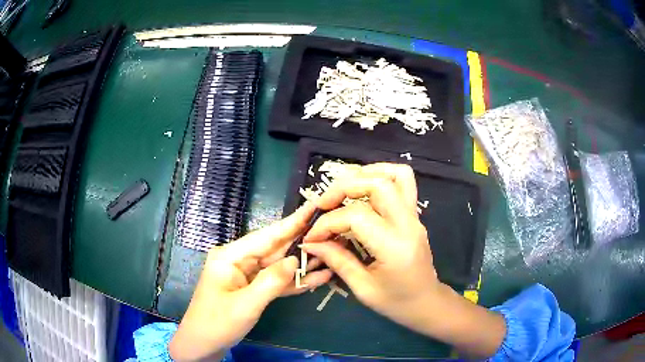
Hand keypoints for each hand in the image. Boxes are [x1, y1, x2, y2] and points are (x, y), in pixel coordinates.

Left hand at [169, 202, 332, 361]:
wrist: (203, 344)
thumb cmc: (217, 323)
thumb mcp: (246, 305)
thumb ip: (271, 281)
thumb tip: (295, 260)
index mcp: (231, 256)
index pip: (266, 236)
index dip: (291, 222)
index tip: (313, 207)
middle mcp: (239, 260)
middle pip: (275, 248)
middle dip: (301, 241)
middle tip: (330, 230)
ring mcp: (246, 274)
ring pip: (278, 265)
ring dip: (302, 263)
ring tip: (331, 253)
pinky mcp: (252, 288)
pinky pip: (275, 281)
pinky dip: (294, 281)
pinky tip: (317, 277)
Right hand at [302, 163, 504, 357]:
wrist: (426, 302)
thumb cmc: (395, 302)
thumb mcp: (362, 288)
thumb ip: (337, 260)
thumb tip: (311, 243)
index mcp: (394, 247)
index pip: (356, 216)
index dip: (327, 223)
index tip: (312, 237)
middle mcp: (408, 224)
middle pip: (377, 184)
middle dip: (343, 188)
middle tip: (323, 204)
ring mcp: (414, 216)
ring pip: (396, 175)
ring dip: (366, 174)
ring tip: (343, 189)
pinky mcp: (414, 214)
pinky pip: (404, 182)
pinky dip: (381, 175)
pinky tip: (363, 189)